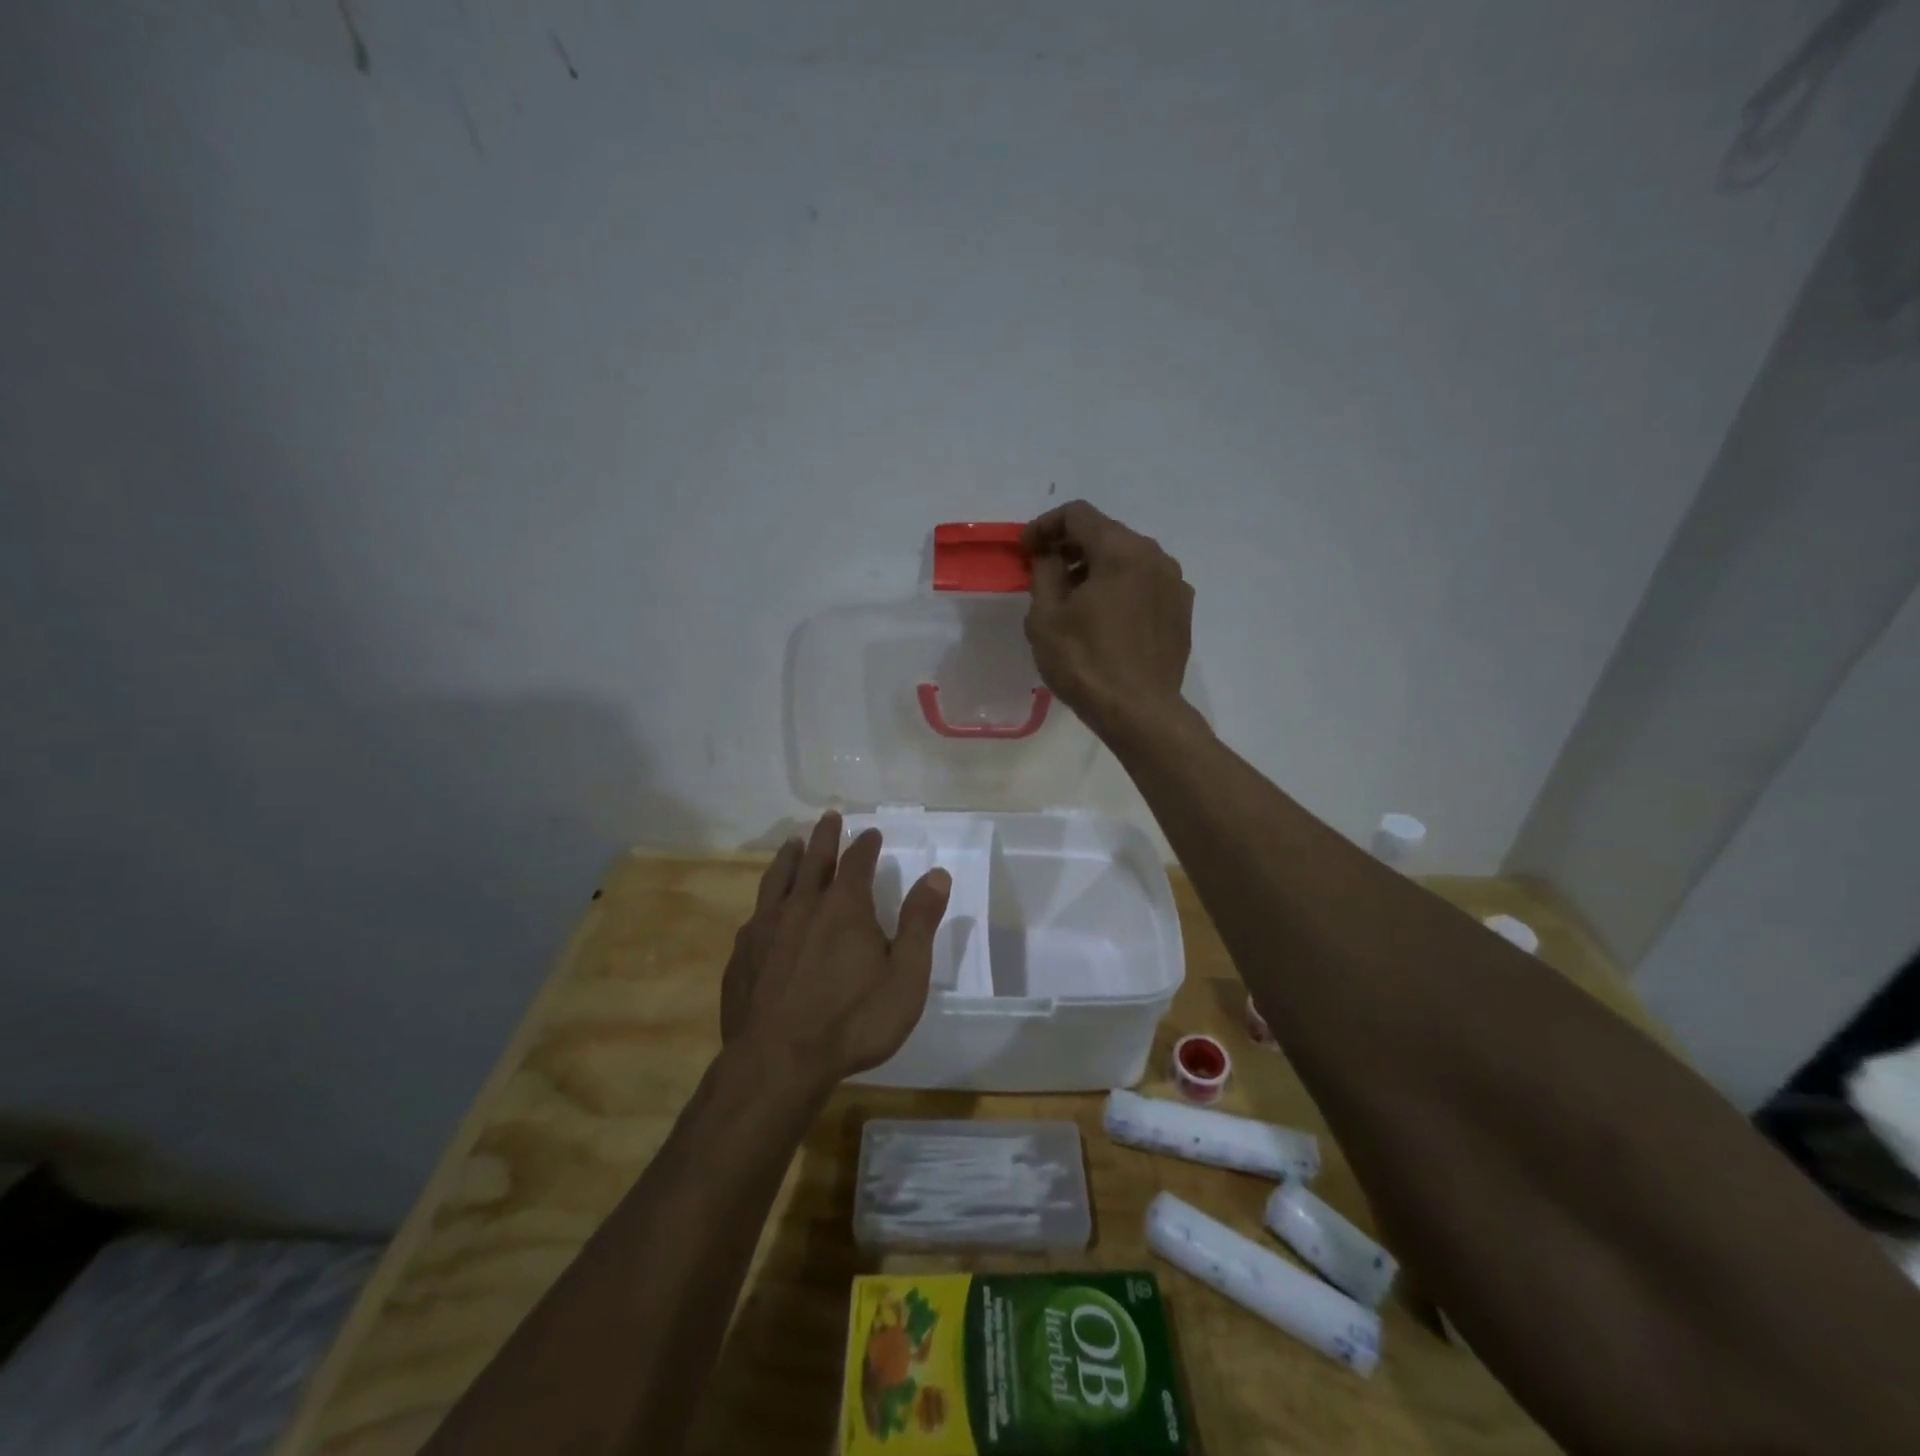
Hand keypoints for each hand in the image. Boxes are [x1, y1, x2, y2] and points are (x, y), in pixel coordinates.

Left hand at [721, 812, 951, 1089]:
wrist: (778, 1063)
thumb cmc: (853, 1022)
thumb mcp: (905, 976)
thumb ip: (920, 922)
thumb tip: (937, 875)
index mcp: (844, 907)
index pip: (857, 861)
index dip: (865, 844)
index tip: (870, 832)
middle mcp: (802, 906)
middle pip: (813, 859)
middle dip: (824, 837)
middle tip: (828, 817)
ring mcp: (766, 929)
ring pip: (777, 879)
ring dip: (788, 857)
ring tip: (792, 843)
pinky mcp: (742, 955)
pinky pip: (755, 915)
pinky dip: (765, 901)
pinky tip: (763, 909)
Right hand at [1023, 501, 1193, 739]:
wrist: (1140, 712)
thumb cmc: (1085, 663)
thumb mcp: (1046, 616)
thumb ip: (1044, 572)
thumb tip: (1050, 556)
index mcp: (1121, 551)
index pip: (1078, 515)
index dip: (1044, 526)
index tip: (1024, 550)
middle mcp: (1155, 556)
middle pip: (1106, 533)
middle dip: (1070, 547)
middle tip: (1043, 572)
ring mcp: (1174, 584)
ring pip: (1127, 559)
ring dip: (1095, 568)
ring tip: (1072, 598)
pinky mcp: (1181, 610)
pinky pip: (1144, 584)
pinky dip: (1119, 588)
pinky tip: (1103, 618)